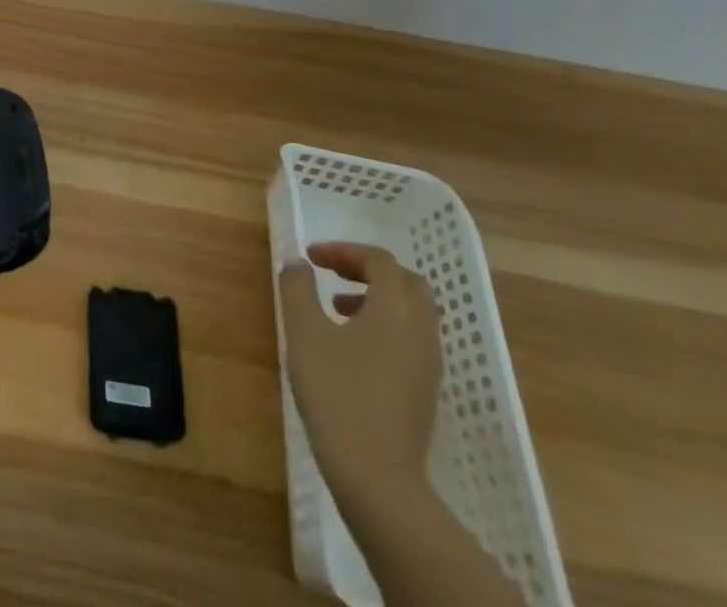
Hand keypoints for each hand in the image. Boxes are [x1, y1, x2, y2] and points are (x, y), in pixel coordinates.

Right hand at [278, 242, 441, 507]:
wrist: (376, 475)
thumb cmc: (336, 392)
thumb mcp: (304, 331)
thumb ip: (298, 288)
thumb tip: (299, 264)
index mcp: (396, 308)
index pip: (379, 261)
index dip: (344, 251)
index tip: (311, 257)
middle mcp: (421, 330)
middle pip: (406, 282)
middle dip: (367, 270)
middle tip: (332, 274)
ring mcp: (428, 364)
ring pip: (412, 312)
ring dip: (376, 298)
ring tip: (336, 308)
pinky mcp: (425, 390)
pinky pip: (411, 339)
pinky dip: (384, 325)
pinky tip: (351, 346)